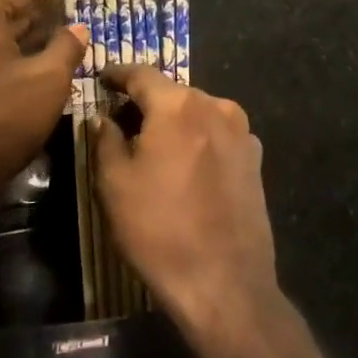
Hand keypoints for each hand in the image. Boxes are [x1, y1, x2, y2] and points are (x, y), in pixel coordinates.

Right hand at [94, 65, 276, 330]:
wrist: (225, 284)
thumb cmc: (159, 229)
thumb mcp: (115, 183)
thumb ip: (105, 139)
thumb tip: (103, 117)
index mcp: (178, 105)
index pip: (141, 74)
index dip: (117, 74)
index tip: (102, 77)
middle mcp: (215, 106)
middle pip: (172, 93)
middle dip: (145, 102)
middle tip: (120, 120)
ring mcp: (242, 132)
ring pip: (197, 113)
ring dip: (173, 122)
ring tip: (152, 146)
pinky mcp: (255, 159)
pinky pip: (217, 135)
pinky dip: (197, 139)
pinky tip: (185, 167)